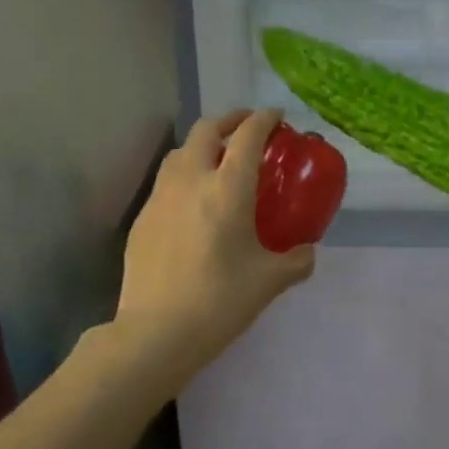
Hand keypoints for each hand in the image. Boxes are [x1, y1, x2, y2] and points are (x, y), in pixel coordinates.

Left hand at [115, 109, 315, 379]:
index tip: (276, 116)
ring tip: (219, 162)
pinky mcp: (142, 219)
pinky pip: (166, 182)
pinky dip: (185, 176)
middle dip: (230, 120)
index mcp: (227, 190)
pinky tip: (194, 203)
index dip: (264, 119)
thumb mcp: (270, 281)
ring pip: (180, 152)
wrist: (156, 332)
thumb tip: (306, 251)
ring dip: (203, 145)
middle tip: (247, 130)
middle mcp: (191, 182)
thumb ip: (296, 261)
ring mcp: (160, 198)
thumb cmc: (220, 302)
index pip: (247, 136)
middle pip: (206, 130)